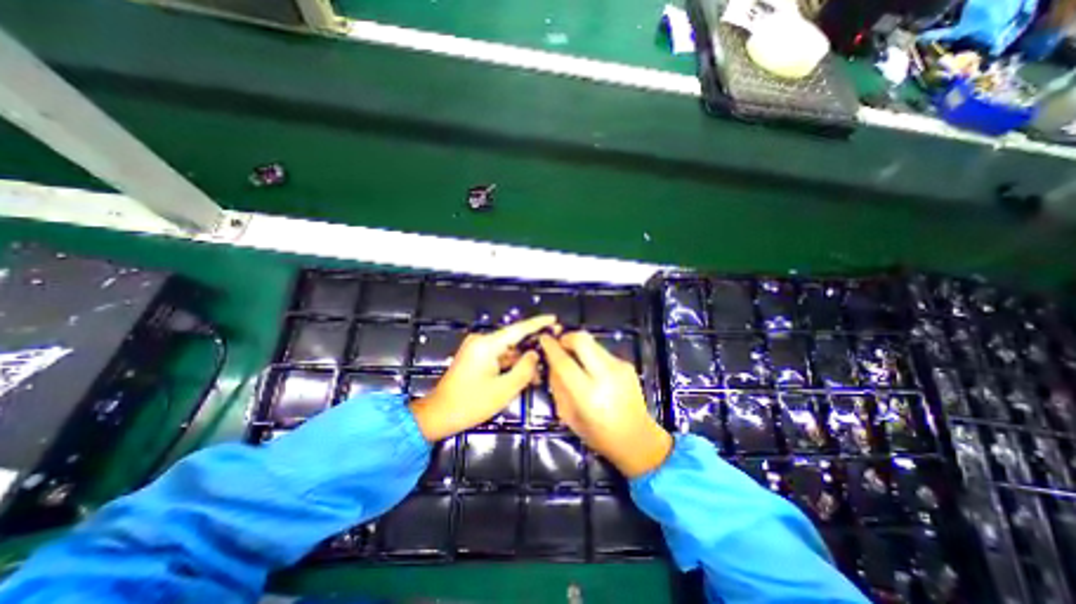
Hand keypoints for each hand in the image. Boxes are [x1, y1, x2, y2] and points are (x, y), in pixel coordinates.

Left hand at [403, 316, 554, 442]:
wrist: (438, 414)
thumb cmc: (470, 403)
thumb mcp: (504, 389)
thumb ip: (524, 369)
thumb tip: (535, 354)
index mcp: (487, 344)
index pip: (518, 329)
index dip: (538, 323)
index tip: (553, 318)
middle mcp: (482, 341)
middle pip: (514, 340)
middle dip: (532, 348)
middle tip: (552, 352)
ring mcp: (477, 349)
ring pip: (507, 350)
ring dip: (522, 360)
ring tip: (540, 373)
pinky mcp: (475, 357)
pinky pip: (499, 357)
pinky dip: (511, 365)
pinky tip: (525, 375)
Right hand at [542, 328, 670, 479]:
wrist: (637, 438)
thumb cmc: (599, 434)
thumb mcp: (569, 416)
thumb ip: (558, 386)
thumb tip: (551, 363)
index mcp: (588, 394)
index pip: (564, 362)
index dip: (551, 347)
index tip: (543, 338)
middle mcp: (605, 375)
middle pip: (581, 340)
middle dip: (566, 337)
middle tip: (559, 344)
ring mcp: (619, 367)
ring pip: (592, 342)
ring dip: (579, 346)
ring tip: (575, 359)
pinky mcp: (627, 364)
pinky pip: (602, 351)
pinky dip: (592, 355)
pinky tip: (593, 370)